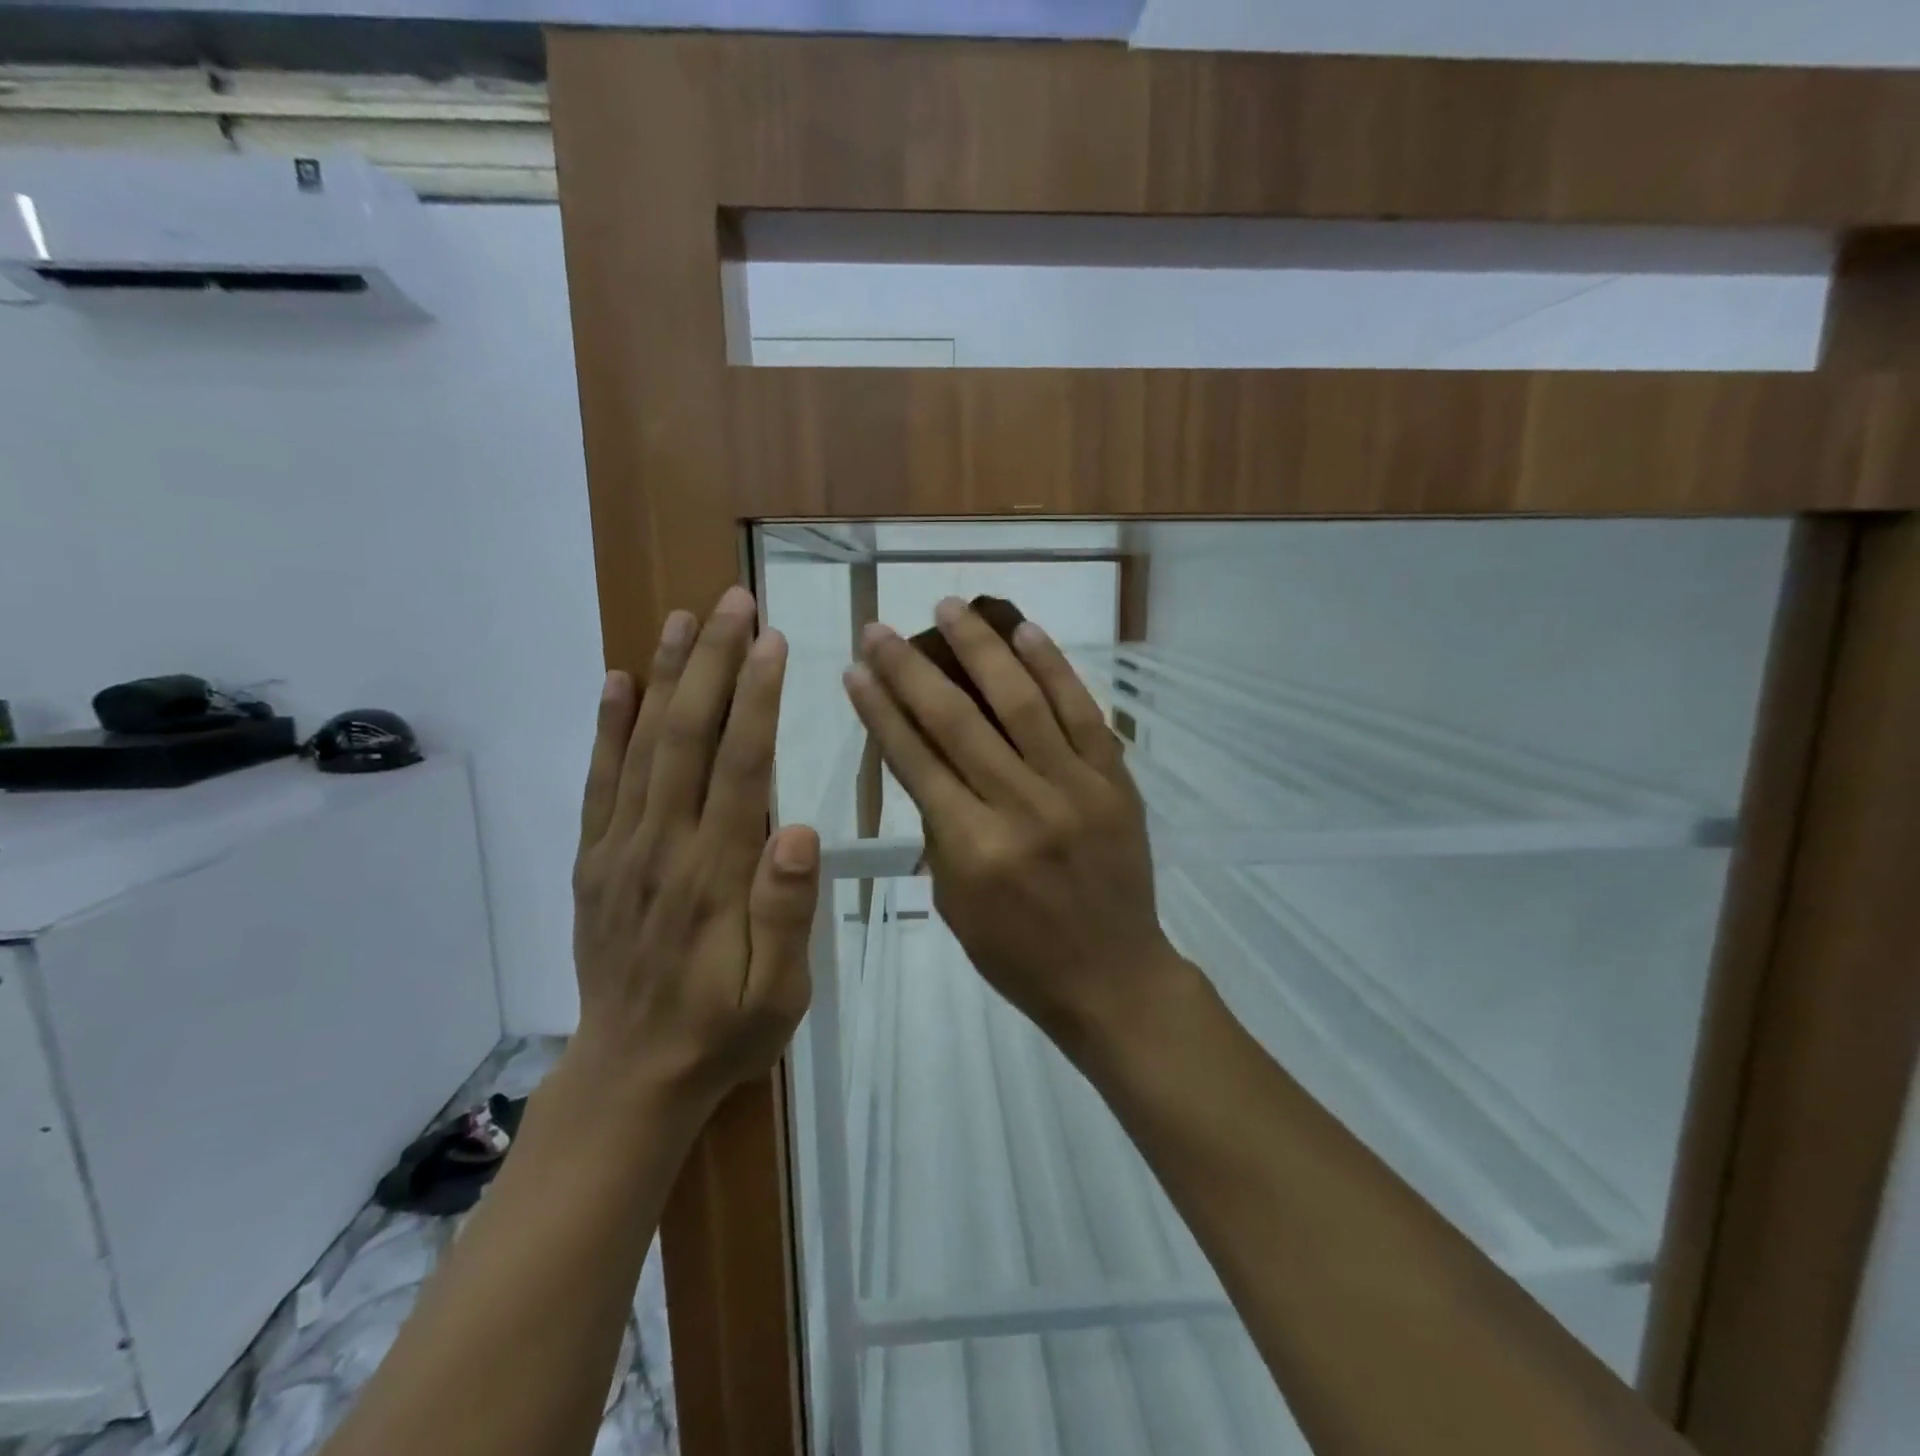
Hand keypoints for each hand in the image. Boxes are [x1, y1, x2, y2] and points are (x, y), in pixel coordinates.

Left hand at [570, 586, 819, 1112]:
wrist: (631, 1077)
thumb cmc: (722, 1031)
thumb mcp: (778, 994)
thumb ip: (786, 913)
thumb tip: (800, 830)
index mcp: (714, 875)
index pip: (739, 767)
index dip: (756, 698)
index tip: (771, 640)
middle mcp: (662, 847)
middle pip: (687, 737)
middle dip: (711, 663)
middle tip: (731, 601)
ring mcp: (619, 850)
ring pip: (641, 746)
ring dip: (664, 676)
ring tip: (681, 618)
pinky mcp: (594, 860)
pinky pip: (598, 782)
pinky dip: (606, 727)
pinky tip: (618, 681)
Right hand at [843, 598, 1189, 1056]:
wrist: (1112, 977)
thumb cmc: (1019, 955)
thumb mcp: (955, 903)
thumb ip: (939, 830)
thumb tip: (926, 762)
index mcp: (972, 848)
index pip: (915, 761)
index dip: (881, 710)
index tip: (856, 669)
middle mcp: (1021, 807)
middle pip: (957, 721)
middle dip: (911, 668)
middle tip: (881, 628)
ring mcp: (1074, 788)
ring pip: (1021, 702)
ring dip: (981, 649)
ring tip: (950, 607)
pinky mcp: (1114, 779)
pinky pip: (1082, 712)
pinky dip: (1053, 668)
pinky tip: (1024, 631)